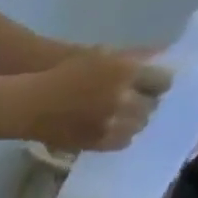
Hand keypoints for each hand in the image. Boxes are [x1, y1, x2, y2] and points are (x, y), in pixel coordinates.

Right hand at [23, 48, 163, 152]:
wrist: (34, 105)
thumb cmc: (67, 73)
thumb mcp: (104, 55)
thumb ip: (133, 58)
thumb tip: (160, 58)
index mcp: (126, 73)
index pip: (163, 81)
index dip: (159, 84)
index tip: (154, 85)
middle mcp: (121, 100)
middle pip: (151, 107)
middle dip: (147, 104)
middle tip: (140, 103)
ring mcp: (107, 125)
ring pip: (137, 127)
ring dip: (134, 122)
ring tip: (125, 119)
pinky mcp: (94, 143)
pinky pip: (119, 143)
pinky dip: (121, 136)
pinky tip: (114, 131)